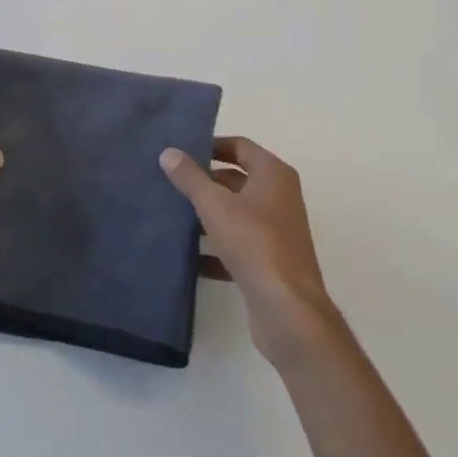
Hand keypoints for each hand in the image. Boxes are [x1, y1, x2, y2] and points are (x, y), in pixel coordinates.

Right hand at [160, 137, 346, 367]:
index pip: (239, 146)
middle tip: (171, 183)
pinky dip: (216, 248)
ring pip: (236, 213)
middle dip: (205, 182)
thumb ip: (190, 177)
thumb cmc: (254, 243)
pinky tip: (189, 257)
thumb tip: (168, 152)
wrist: (288, 311)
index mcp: (274, 174)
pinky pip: (238, 245)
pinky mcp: (271, 262)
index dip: (210, 145)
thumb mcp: (215, 205)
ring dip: (208, 215)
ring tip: (173, 216)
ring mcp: (278, 231)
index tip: (181, 152)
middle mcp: (280, 197)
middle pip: (237, 179)